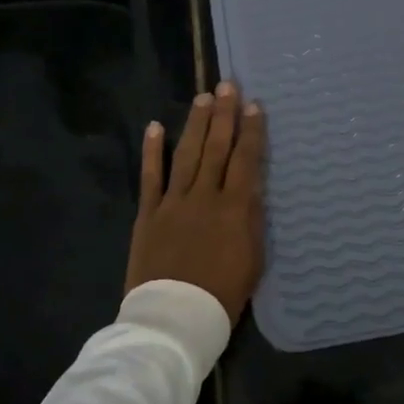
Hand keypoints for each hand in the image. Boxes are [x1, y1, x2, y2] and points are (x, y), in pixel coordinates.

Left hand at [125, 81, 266, 320]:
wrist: (175, 317)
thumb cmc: (223, 294)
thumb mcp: (253, 258)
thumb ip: (252, 219)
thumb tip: (251, 187)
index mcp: (234, 208)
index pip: (245, 160)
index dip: (251, 132)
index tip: (255, 106)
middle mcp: (204, 196)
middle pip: (216, 148)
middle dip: (224, 115)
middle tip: (228, 86)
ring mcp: (173, 202)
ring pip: (186, 154)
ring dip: (195, 124)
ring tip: (203, 99)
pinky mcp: (148, 214)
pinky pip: (151, 177)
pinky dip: (153, 151)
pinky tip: (155, 127)